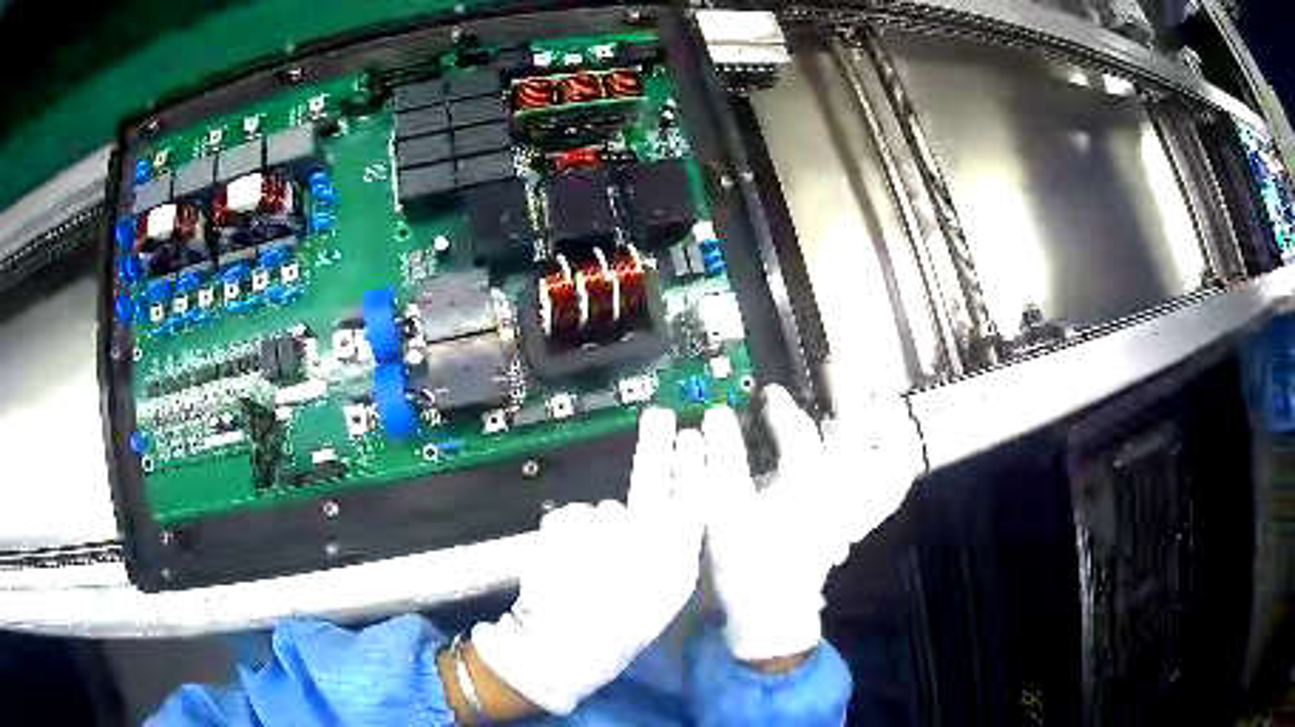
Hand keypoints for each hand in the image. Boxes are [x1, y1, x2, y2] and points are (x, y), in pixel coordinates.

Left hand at [471, 407, 705, 714]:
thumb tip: (668, 512)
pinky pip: (569, 519)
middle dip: (657, 445)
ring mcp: (597, 534)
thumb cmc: (619, 631)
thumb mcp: (661, 598)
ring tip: (587, 567)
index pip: (691, 503)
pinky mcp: (560, 528)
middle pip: (651, 482)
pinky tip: (564, 563)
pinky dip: (567, 534)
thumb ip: (670, 553)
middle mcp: (639, 543)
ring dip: (596, 528)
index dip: (693, 467)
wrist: (561, 650)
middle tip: (659, 416)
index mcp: (671, 564)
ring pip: (602, 512)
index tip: (693, 435)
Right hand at [702, 384, 918, 662]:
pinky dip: (898, 455)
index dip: (780, 408)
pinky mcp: (863, 518)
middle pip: (859, 432)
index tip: (768, 394)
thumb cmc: (745, 564)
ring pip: (891, 455)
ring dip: (889, 419)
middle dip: (850, 393)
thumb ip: (720, 463)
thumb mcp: (722, 513)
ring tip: (879, 389)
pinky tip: (893, 436)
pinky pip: (895, 482)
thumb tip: (713, 418)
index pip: (796, 433)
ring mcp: (858, 506)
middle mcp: (840, 492)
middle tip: (835, 367)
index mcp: (803, 488)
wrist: (771, 610)